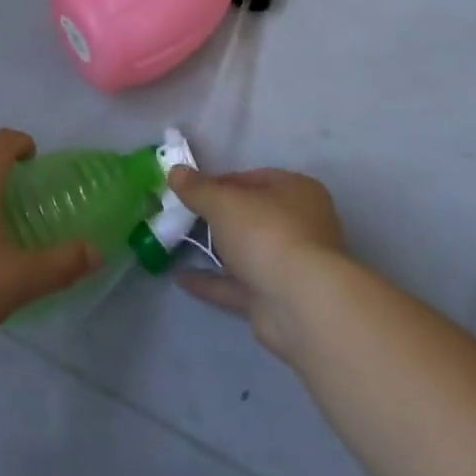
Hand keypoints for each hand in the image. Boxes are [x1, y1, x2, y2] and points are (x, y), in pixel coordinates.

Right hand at [166, 167, 346, 356]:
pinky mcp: (277, 299)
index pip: (252, 179)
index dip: (218, 183)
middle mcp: (299, 224)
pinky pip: (239, 285)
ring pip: (246, 251)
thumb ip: (197, 188)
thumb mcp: (224, 202)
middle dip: (216, 217)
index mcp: (296, 190)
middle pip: (250, 215)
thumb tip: (175, 171)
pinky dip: (212, 281)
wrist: (300, 304)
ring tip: (178, 243)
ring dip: (215, 249)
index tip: (190, 190)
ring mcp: (289, 264)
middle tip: (182, 216)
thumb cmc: (266, 234)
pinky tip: (180, 278)